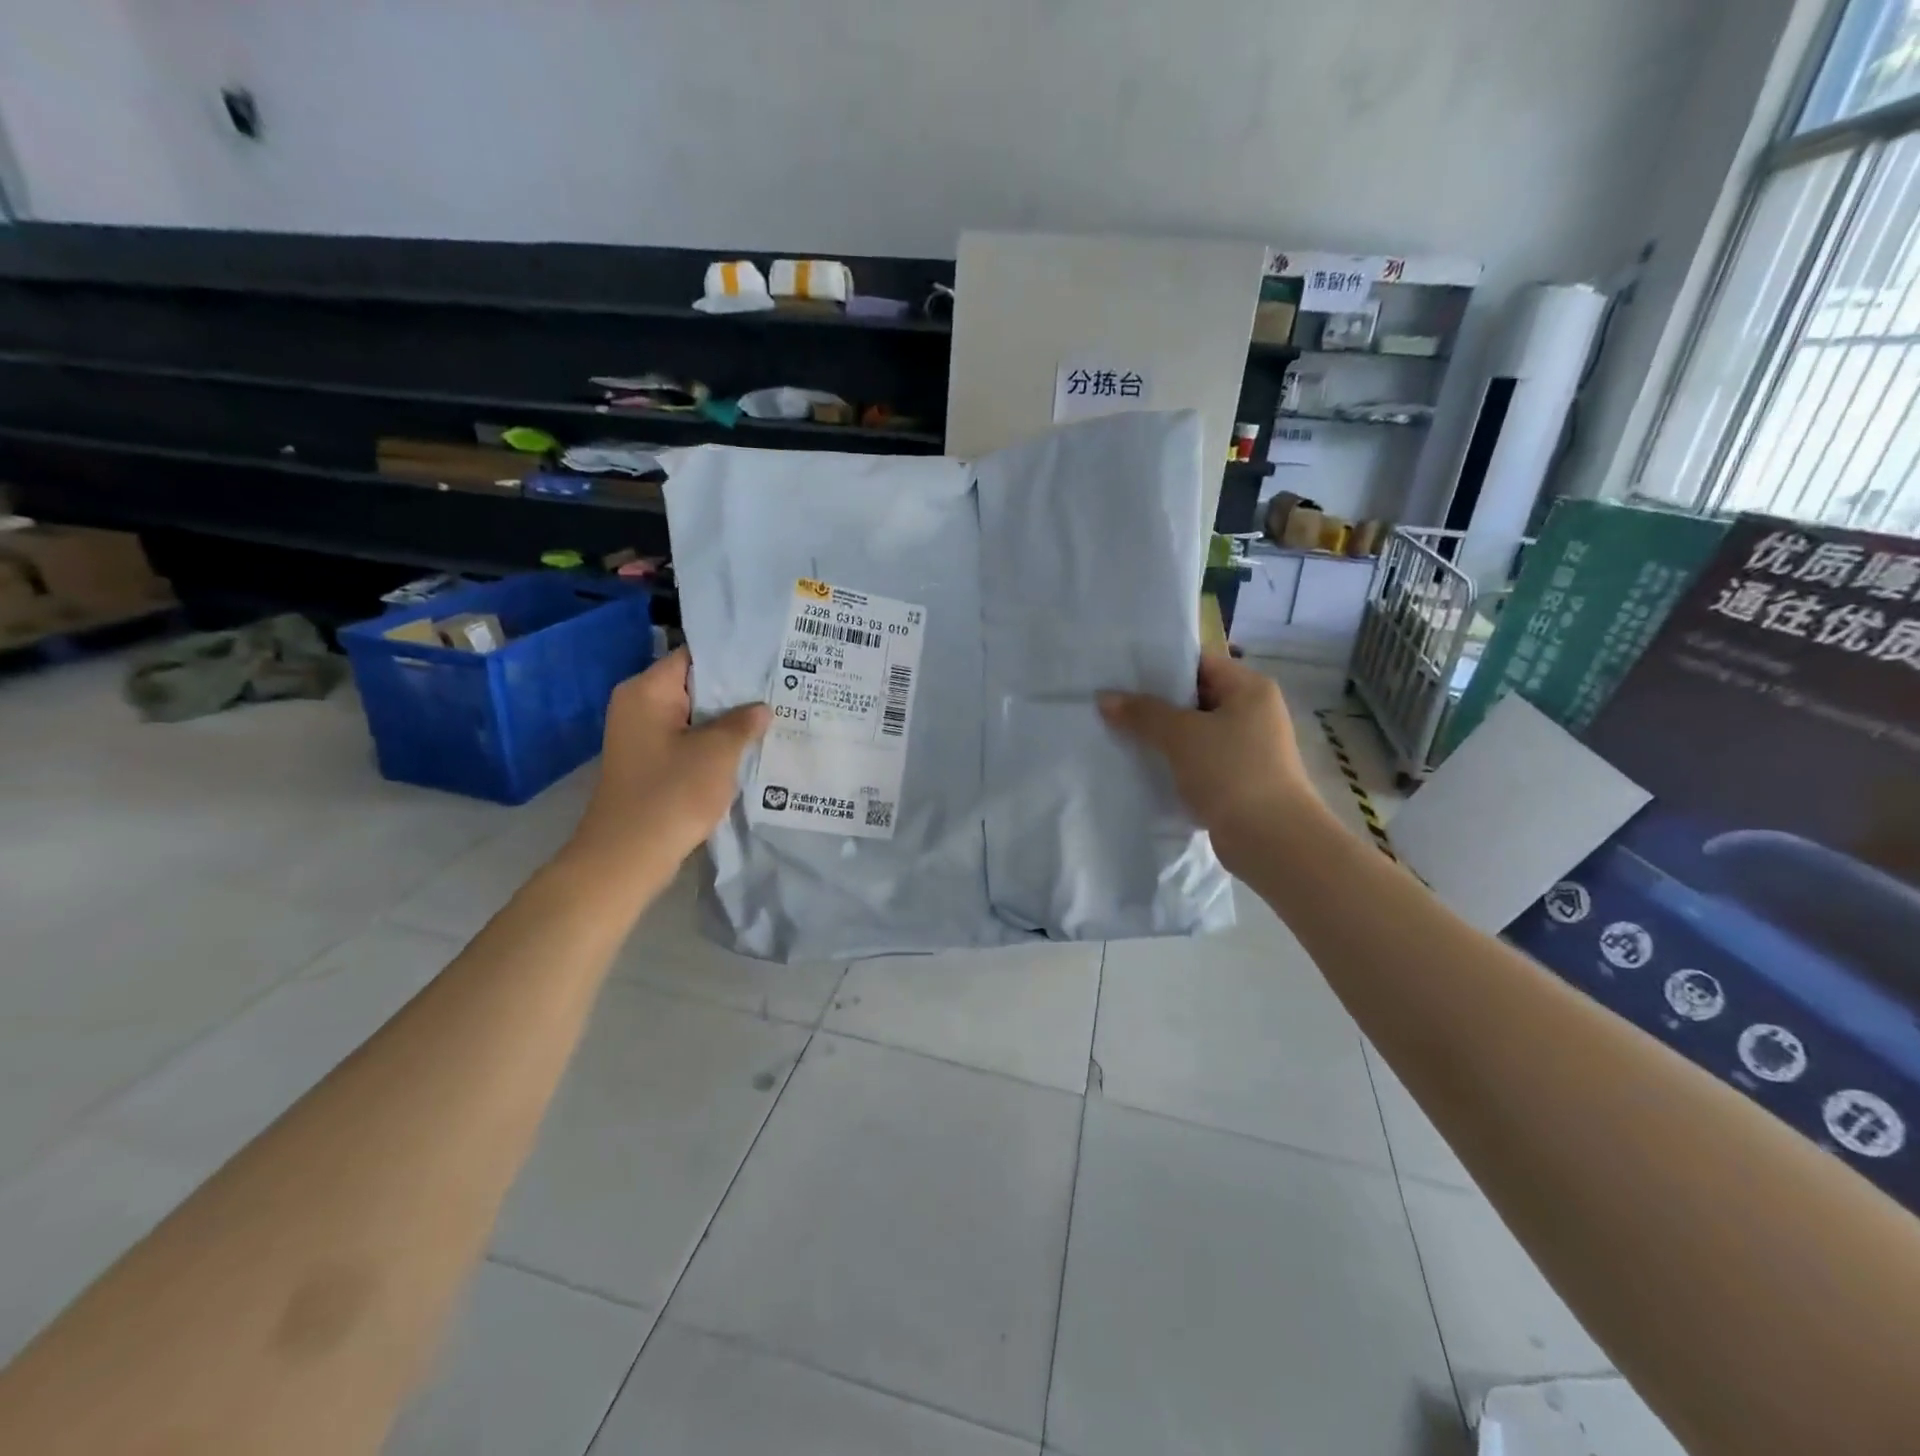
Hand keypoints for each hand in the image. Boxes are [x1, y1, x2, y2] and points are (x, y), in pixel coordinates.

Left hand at [568, 648, 770, 874]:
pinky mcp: (648, 763)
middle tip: (779, 690)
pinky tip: (745, 748)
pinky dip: (712, 743)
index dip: (732, 659)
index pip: (693, 657)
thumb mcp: (717, 753)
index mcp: (646, 691)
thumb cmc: (672, 793)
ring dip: (725, 720)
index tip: (768, 663)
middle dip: (734, 691)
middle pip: (693, 686)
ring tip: (770, 716)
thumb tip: (761, 708)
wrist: (628, 855)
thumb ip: (742, 723)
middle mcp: (638, 705)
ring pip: (692, 716)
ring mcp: (641, 736)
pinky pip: (686, 740)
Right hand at [1099, 653, 1320, 868]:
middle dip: (1155, 702)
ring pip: (1194, 731)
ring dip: (1161, 734)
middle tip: (1111, 702)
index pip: (1199, 662)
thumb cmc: (1231, 772)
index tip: (1121, 671)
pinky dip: (1173, 760)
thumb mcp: (1181, 735)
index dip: (1160, 665)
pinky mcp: (1238, 778)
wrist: (1271, 840)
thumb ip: (1142, 713)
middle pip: (1195, 696)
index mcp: (1250, 688)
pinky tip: (1141, 764)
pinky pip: (1198, 759)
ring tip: (1117, 731)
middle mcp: (1253, 712)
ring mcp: (1247, 747)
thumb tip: (1104, 698)